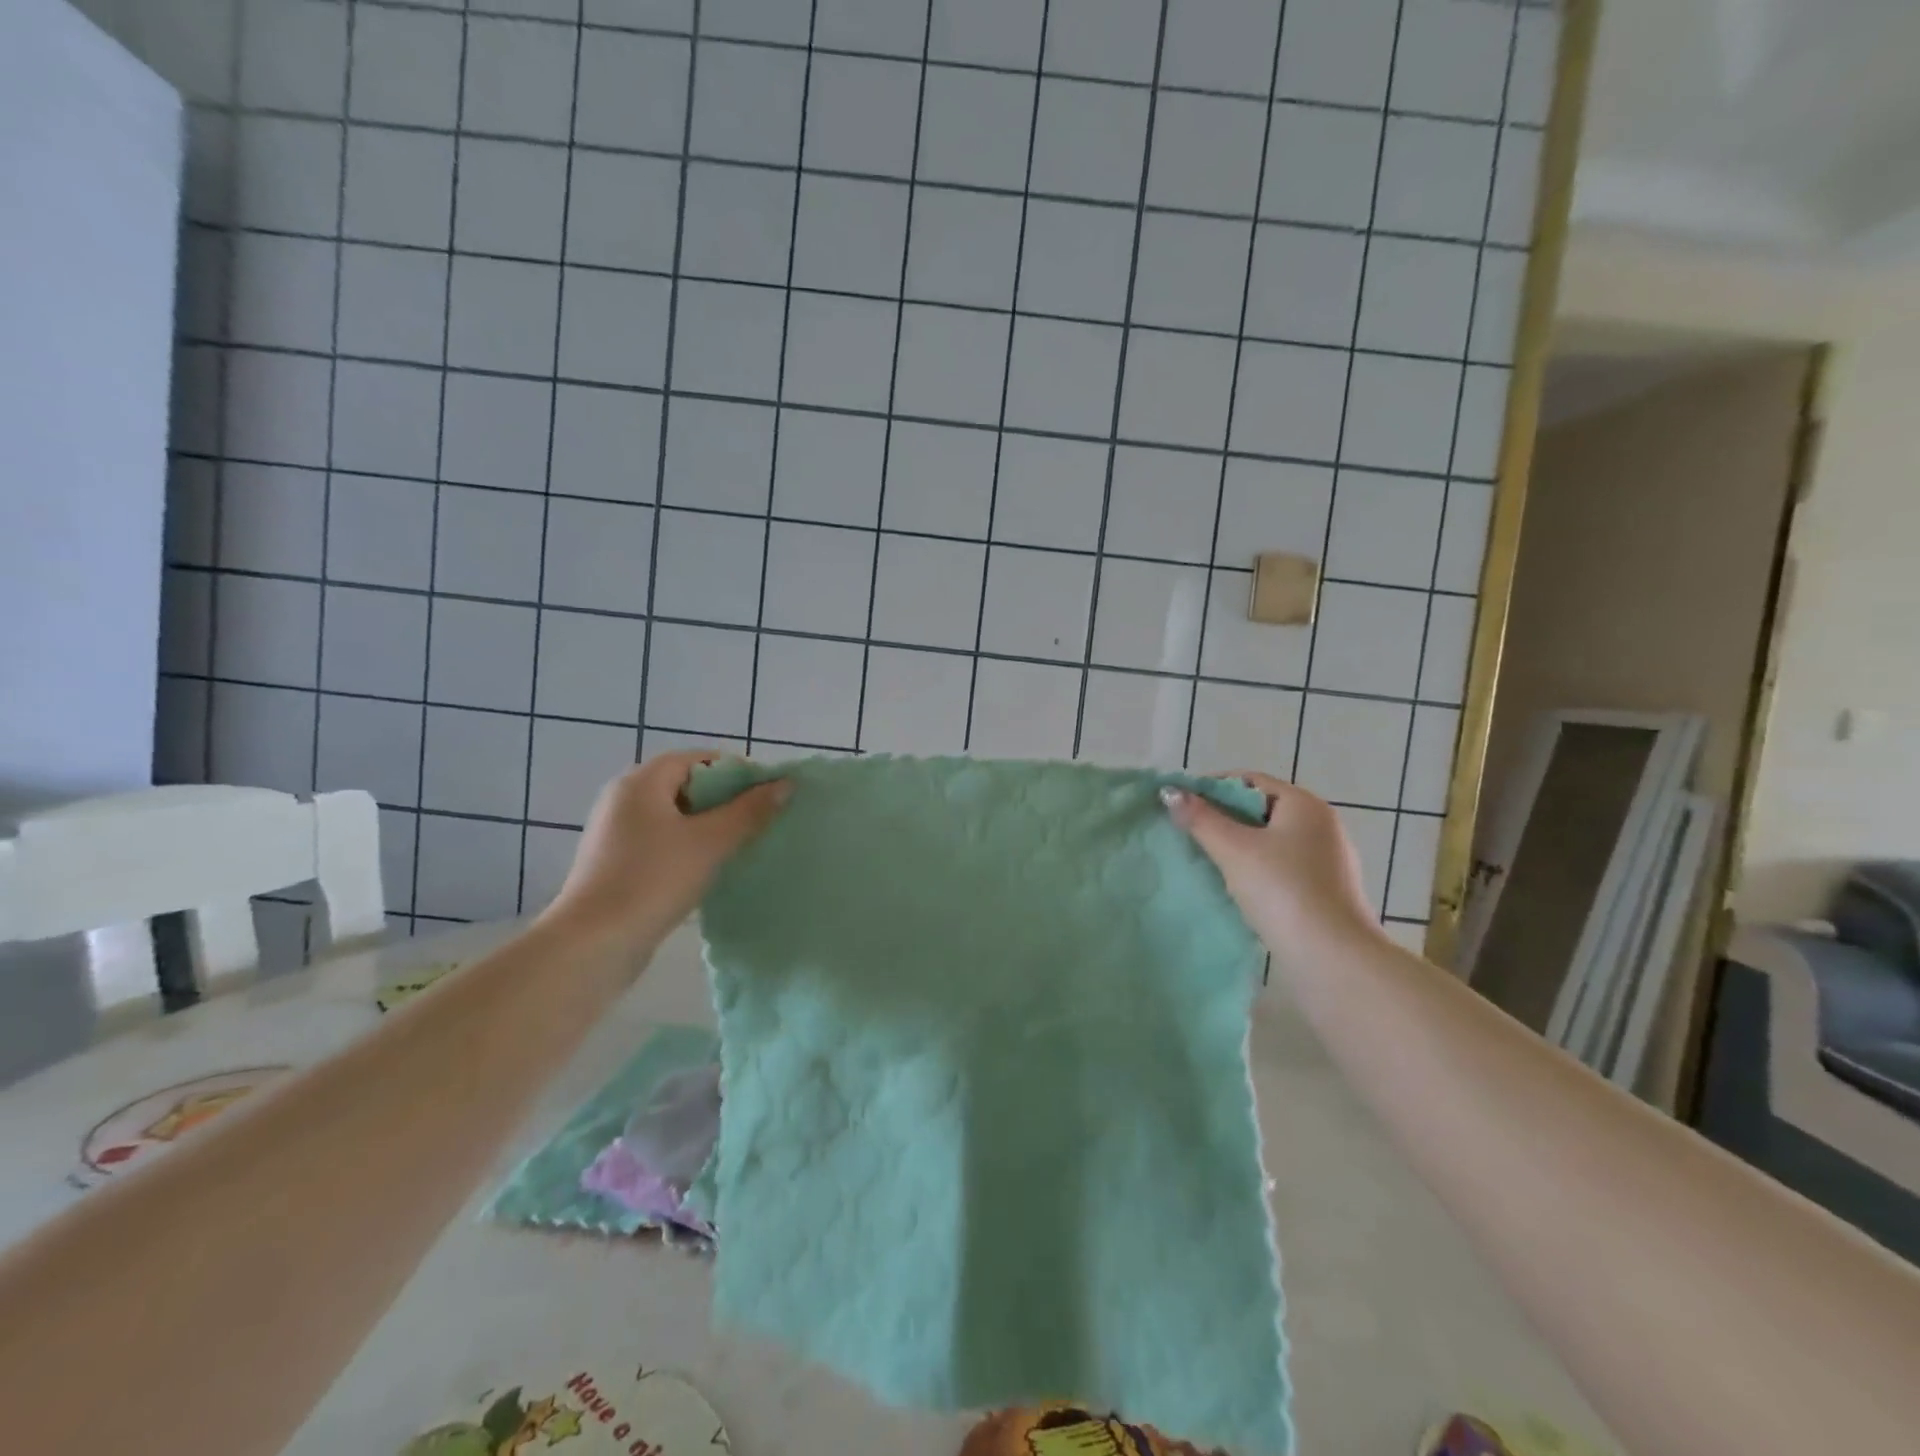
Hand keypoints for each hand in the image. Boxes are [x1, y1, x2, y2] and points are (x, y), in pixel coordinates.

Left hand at [538, 751, 788, 952]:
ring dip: (709, 826)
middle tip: (759, 820)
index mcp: (641, 782)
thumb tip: (786, 784)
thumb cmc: (654, 880)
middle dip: (726, 800)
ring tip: (741, 845)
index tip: (767, 795)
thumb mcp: (711, 842)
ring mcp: (616, 832)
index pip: (698, 759)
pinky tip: (710, 868)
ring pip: (675, 816)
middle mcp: (624, 798)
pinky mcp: (616, 862)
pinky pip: (662, 841)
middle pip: (686, 785)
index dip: (736, 771)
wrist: (594, 944)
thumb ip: (750, 811)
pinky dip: (689, 846)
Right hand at [1163, 771, 1383, 960]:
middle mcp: (1322, 825)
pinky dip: (1257, 869)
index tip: (1181, 805)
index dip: (1212, 788)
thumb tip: (1170, 792)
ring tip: (1206, 860)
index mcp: (1305, 804)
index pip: (1250, 780)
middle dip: (1223, 818)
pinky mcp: (1327, 890)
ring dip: (1238, 845)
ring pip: (1271, 840)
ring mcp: (1328, 859)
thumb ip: (1200, 818)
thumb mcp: (1233, 849)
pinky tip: (1237, 887)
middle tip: (1188, 832)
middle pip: (1261, 809)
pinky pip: (1283, 866)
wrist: (1332, 957)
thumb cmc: (1282, 890)